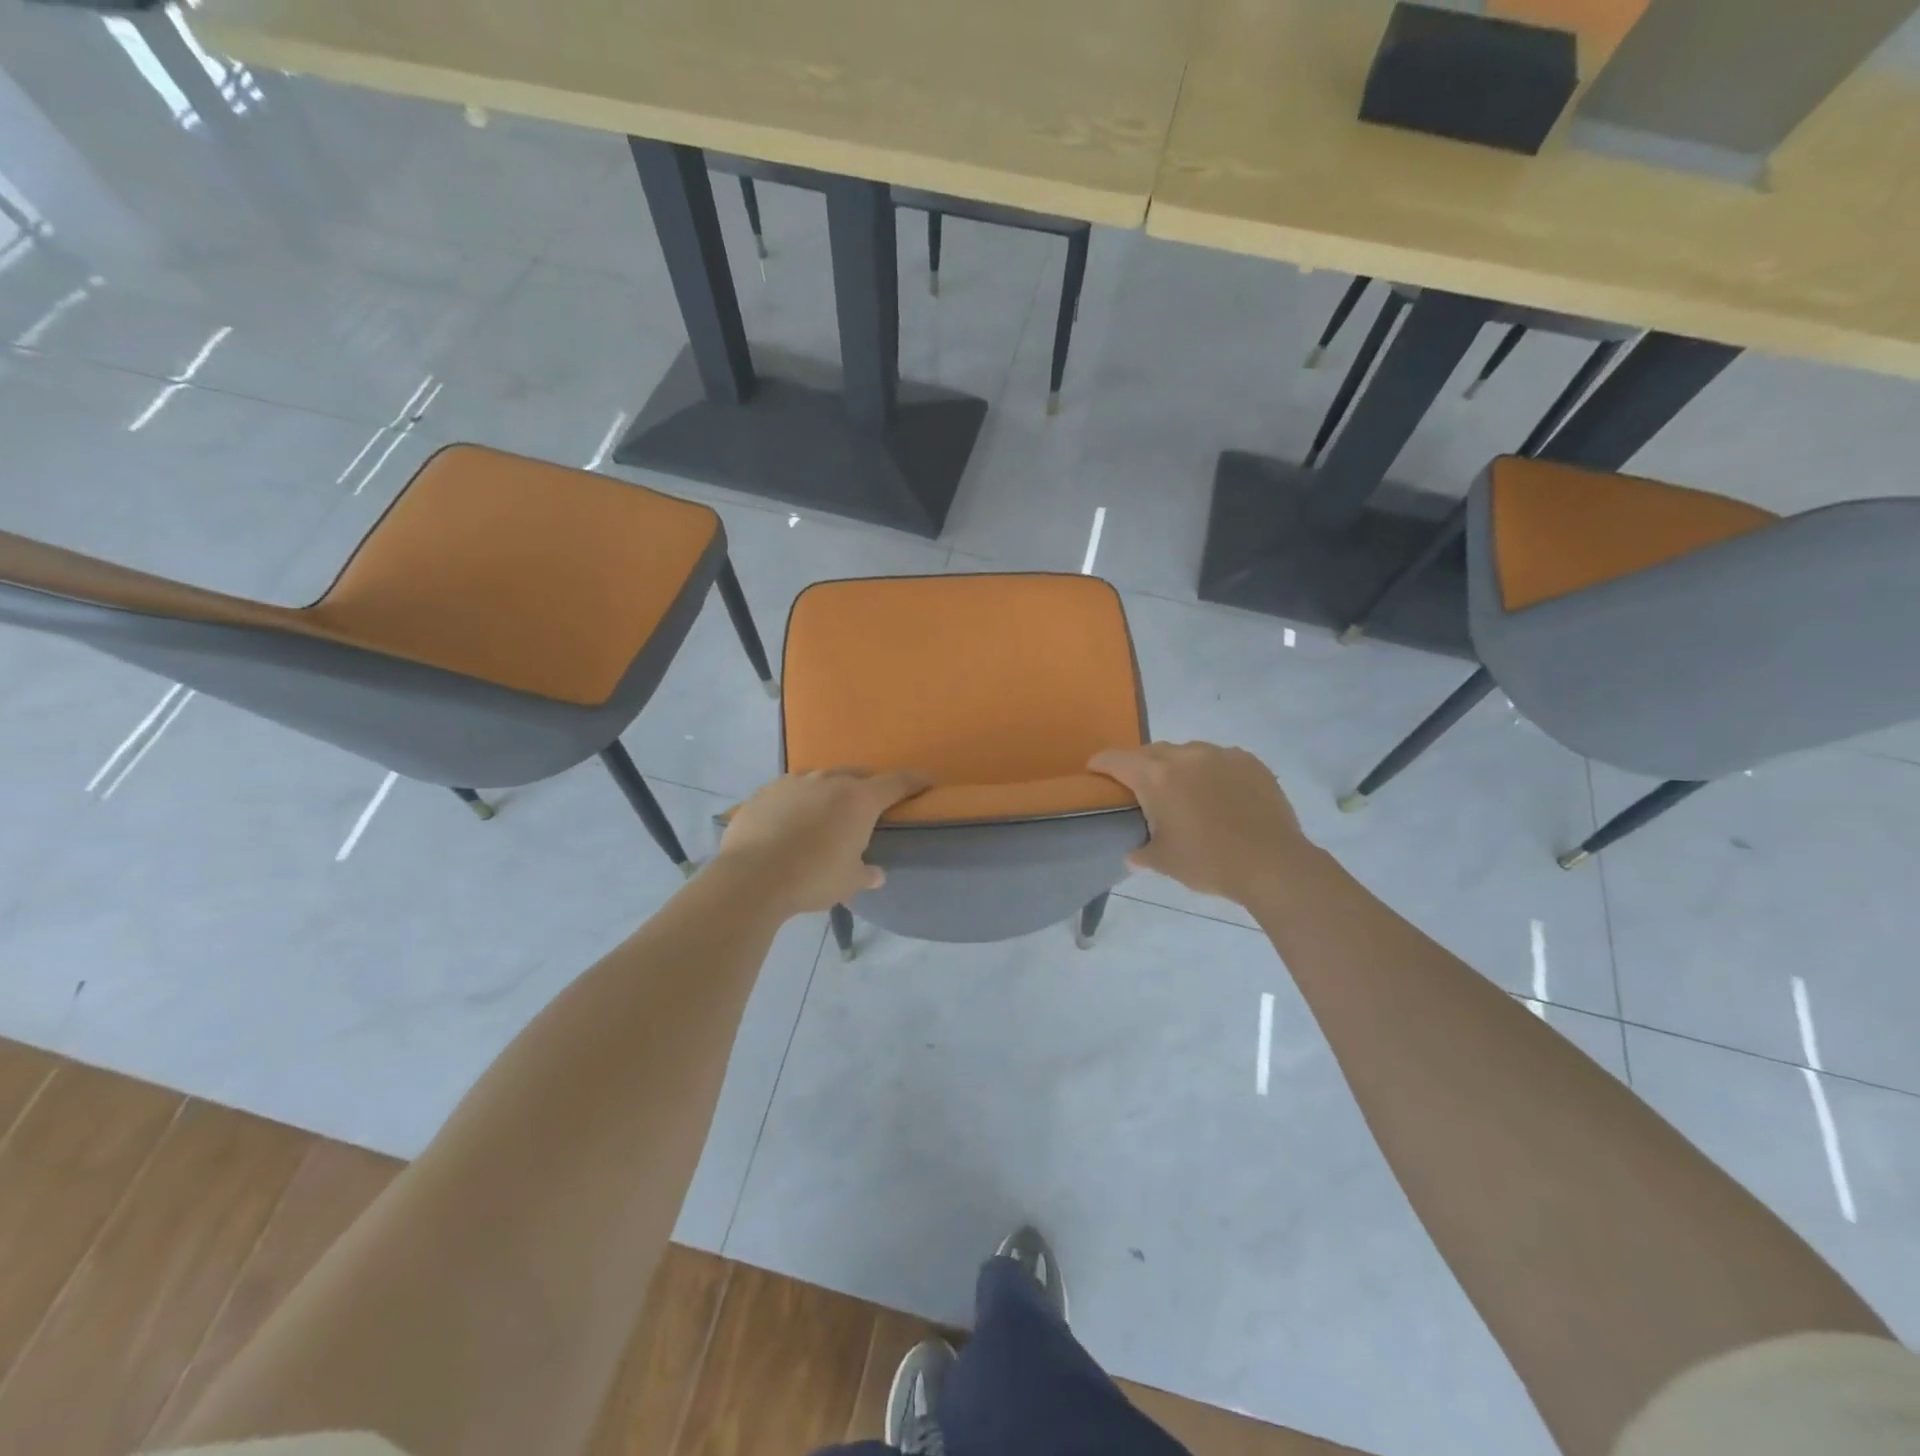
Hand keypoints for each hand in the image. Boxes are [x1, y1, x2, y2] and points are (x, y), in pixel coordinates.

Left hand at [714, 768, 931, 914]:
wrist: (751, 877)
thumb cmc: (812, 878)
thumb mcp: (848, 882)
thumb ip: (865, 873)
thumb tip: (876, 873)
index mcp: (859, 800)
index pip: (897, 782)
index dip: (915, 781)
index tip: (927, 783)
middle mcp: (830, 781)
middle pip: (858, 775)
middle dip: (868, 787)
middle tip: (869, 808)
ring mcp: (795, 782)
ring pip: (822, 779)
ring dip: (831, 792)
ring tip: (827, 814)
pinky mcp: (766, 791)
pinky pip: (791, 790)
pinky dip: (799, 801)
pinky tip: (792, 821)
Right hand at [1089, 742, 1313, 904]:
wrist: (1273, 863)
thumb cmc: (1208, 861)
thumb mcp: (1163, 862)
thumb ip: (1141, 852)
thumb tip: (1132, 854)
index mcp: (1155, 776)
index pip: (1115, 759)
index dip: (1100, 764)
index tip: (1094, 772)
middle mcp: (1185, 755)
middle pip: (1151, 752)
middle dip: (1141, 767)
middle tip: (1141, 791)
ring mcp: (1220, 754)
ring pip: (1187, 753)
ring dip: (1178, 768)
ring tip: (1185, 793)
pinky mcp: (1249, 761)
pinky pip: (1219, 759)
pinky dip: (1211, 772)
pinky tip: (1219, 796)